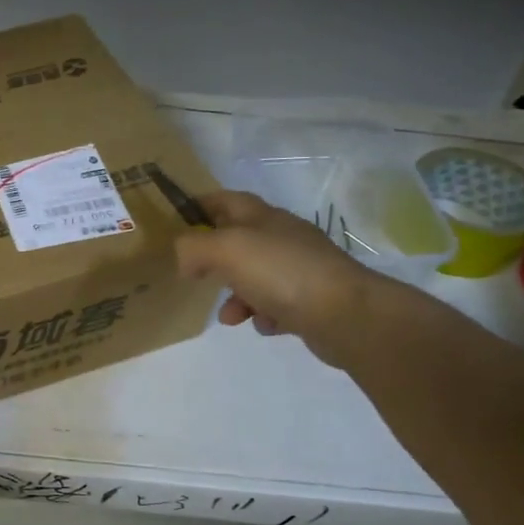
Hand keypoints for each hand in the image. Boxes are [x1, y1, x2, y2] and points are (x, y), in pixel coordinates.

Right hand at [175, 190, 389, 364]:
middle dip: (215, 260)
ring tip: (231, 317)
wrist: (346, 315)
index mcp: (264, 217)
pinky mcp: (311, 300)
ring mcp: (300, 269)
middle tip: (196, 276)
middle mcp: (283, 238)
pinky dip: (263, 315)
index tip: (177, 220)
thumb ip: (193, 247)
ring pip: (255, 277)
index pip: (226, 200)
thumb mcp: (226, 249)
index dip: (201, 205)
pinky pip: (276, 305)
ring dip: (236, 297)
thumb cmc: (281, 272)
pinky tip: (264, 324)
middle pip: (239, 241)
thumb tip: (184, 259)